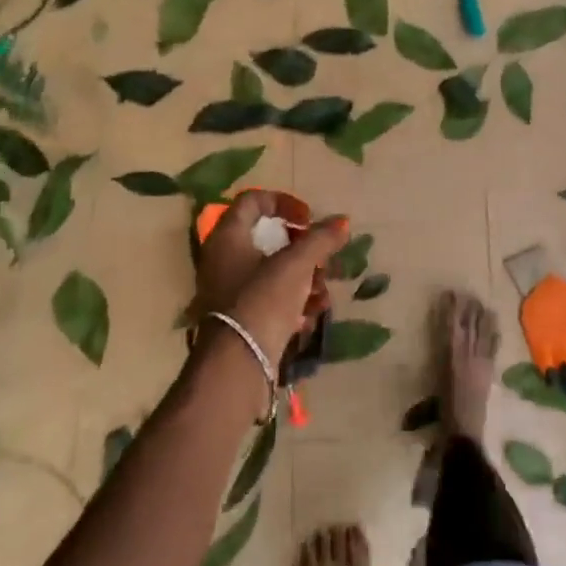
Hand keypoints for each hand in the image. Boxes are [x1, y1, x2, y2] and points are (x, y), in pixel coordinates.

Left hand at [192, 192, 344, 367]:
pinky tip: (312, 314)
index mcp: (228, 237)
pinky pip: (271, 299)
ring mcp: (230, 291)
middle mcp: (224, 259)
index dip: (284, 202)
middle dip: (304, 249)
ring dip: (305, 278)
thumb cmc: (262, 300)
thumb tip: (342, 222)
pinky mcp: (241, 318)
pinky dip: (293, 301)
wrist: (237, 364)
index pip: (253, 201)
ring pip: (274, 272)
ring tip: (323, 294)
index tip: (309, 219)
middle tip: (325, 259)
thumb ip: (320, 240)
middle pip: (268, 239)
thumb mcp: (296, 264)